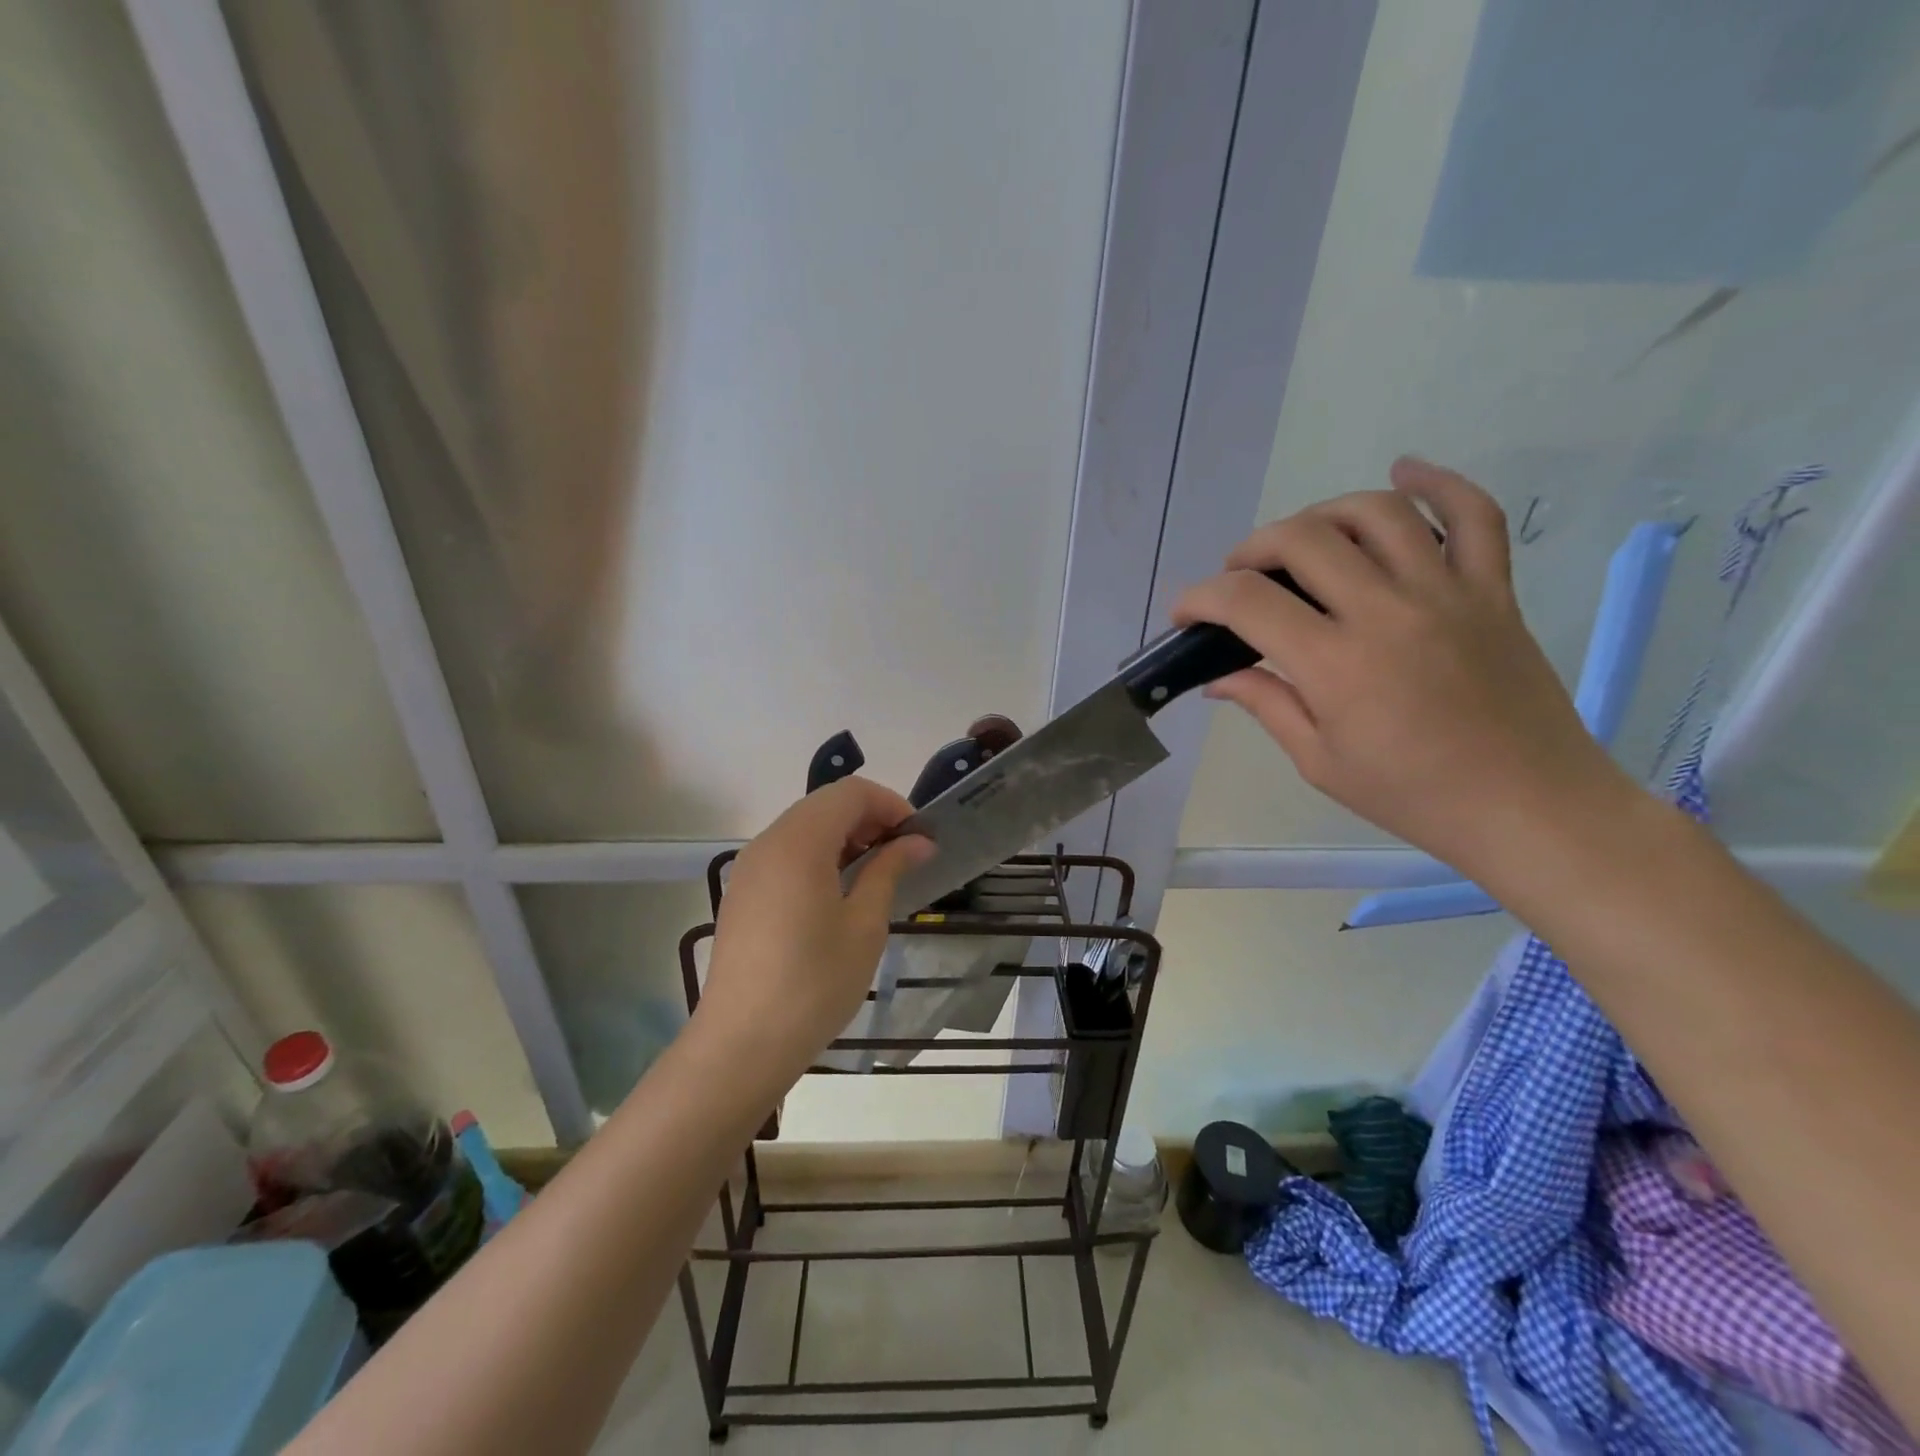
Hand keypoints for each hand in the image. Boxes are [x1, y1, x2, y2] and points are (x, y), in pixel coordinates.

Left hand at [700, 778, 931, 1086]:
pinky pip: (786, 853)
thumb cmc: (814, 983)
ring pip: (805, 827)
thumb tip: (918, 842)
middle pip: (825, 804)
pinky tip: (839, 893)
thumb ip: (888, 870)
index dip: (891, 805)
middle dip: (870, 818)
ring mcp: (749, 867)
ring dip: (845, 836)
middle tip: (903, 855)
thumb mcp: (864, 925)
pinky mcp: (743, 892)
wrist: (742, 1043)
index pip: (851, 793)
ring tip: (876, 874)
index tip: (919, 838)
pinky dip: (819, 855)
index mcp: (799, 842)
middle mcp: (768, 842)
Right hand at [1173, 458, 1632, 878]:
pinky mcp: (1492, 590)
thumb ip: (1266, 704)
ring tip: (1302, 539)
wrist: (1529, 807)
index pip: (1247, 602)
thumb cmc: (1413, 795)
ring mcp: (1446, 592)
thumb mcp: (1320, 761)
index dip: (1200, 597)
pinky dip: (1438, 483)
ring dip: (1322, 513)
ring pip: (1376, 513)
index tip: (1185, 613)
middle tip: (1239, 577)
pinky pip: (1472, 516)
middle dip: (1251, 549)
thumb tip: (1217, 678)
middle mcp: (1386, 611)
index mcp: (1336, 664)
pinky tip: (1404, 472)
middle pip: (1302, 539)